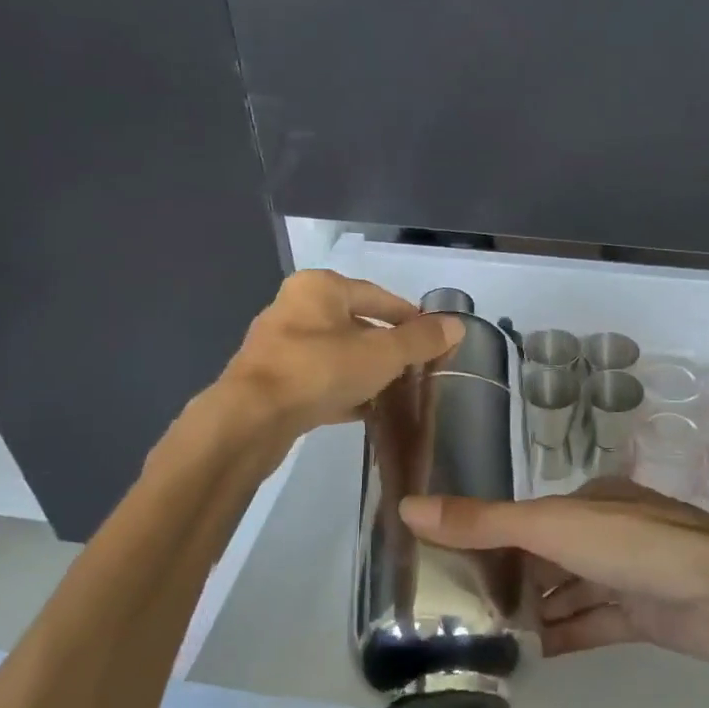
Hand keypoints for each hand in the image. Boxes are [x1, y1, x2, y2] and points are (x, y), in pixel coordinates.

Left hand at [221, 270, 463, 434]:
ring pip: (336, 354)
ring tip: (396, 391)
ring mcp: (279, 347)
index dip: (409, 316)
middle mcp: (295, 308)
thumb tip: (457, 326)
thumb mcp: (382, 353)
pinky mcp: (271, 382)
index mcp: (319, 288)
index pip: (377, 296)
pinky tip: (366, 410)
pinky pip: (319, 380)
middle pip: (355, 324)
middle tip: (416, 367)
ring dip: (365, 371)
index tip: (433, 337)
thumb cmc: (320, 370)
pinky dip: (343, 391)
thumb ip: (420, 340)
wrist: (251, 420)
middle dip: (387, 347)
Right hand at [400, 479, 708, 674]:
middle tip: (454, 608)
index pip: (526, 517)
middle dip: (507, 578)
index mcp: (589, 500)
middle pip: (546, 556)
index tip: (444, 562)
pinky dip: (564, 637)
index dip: (488, 536)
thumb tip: (409, 506)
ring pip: (568, 592)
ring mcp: (628, 575)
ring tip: (483, 636)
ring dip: (534, 611)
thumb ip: (484, 522)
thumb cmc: (636, 546)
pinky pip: (593, 625)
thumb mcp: (552, 527)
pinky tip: (532, 656)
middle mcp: (607, 532)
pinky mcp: (645, 616)